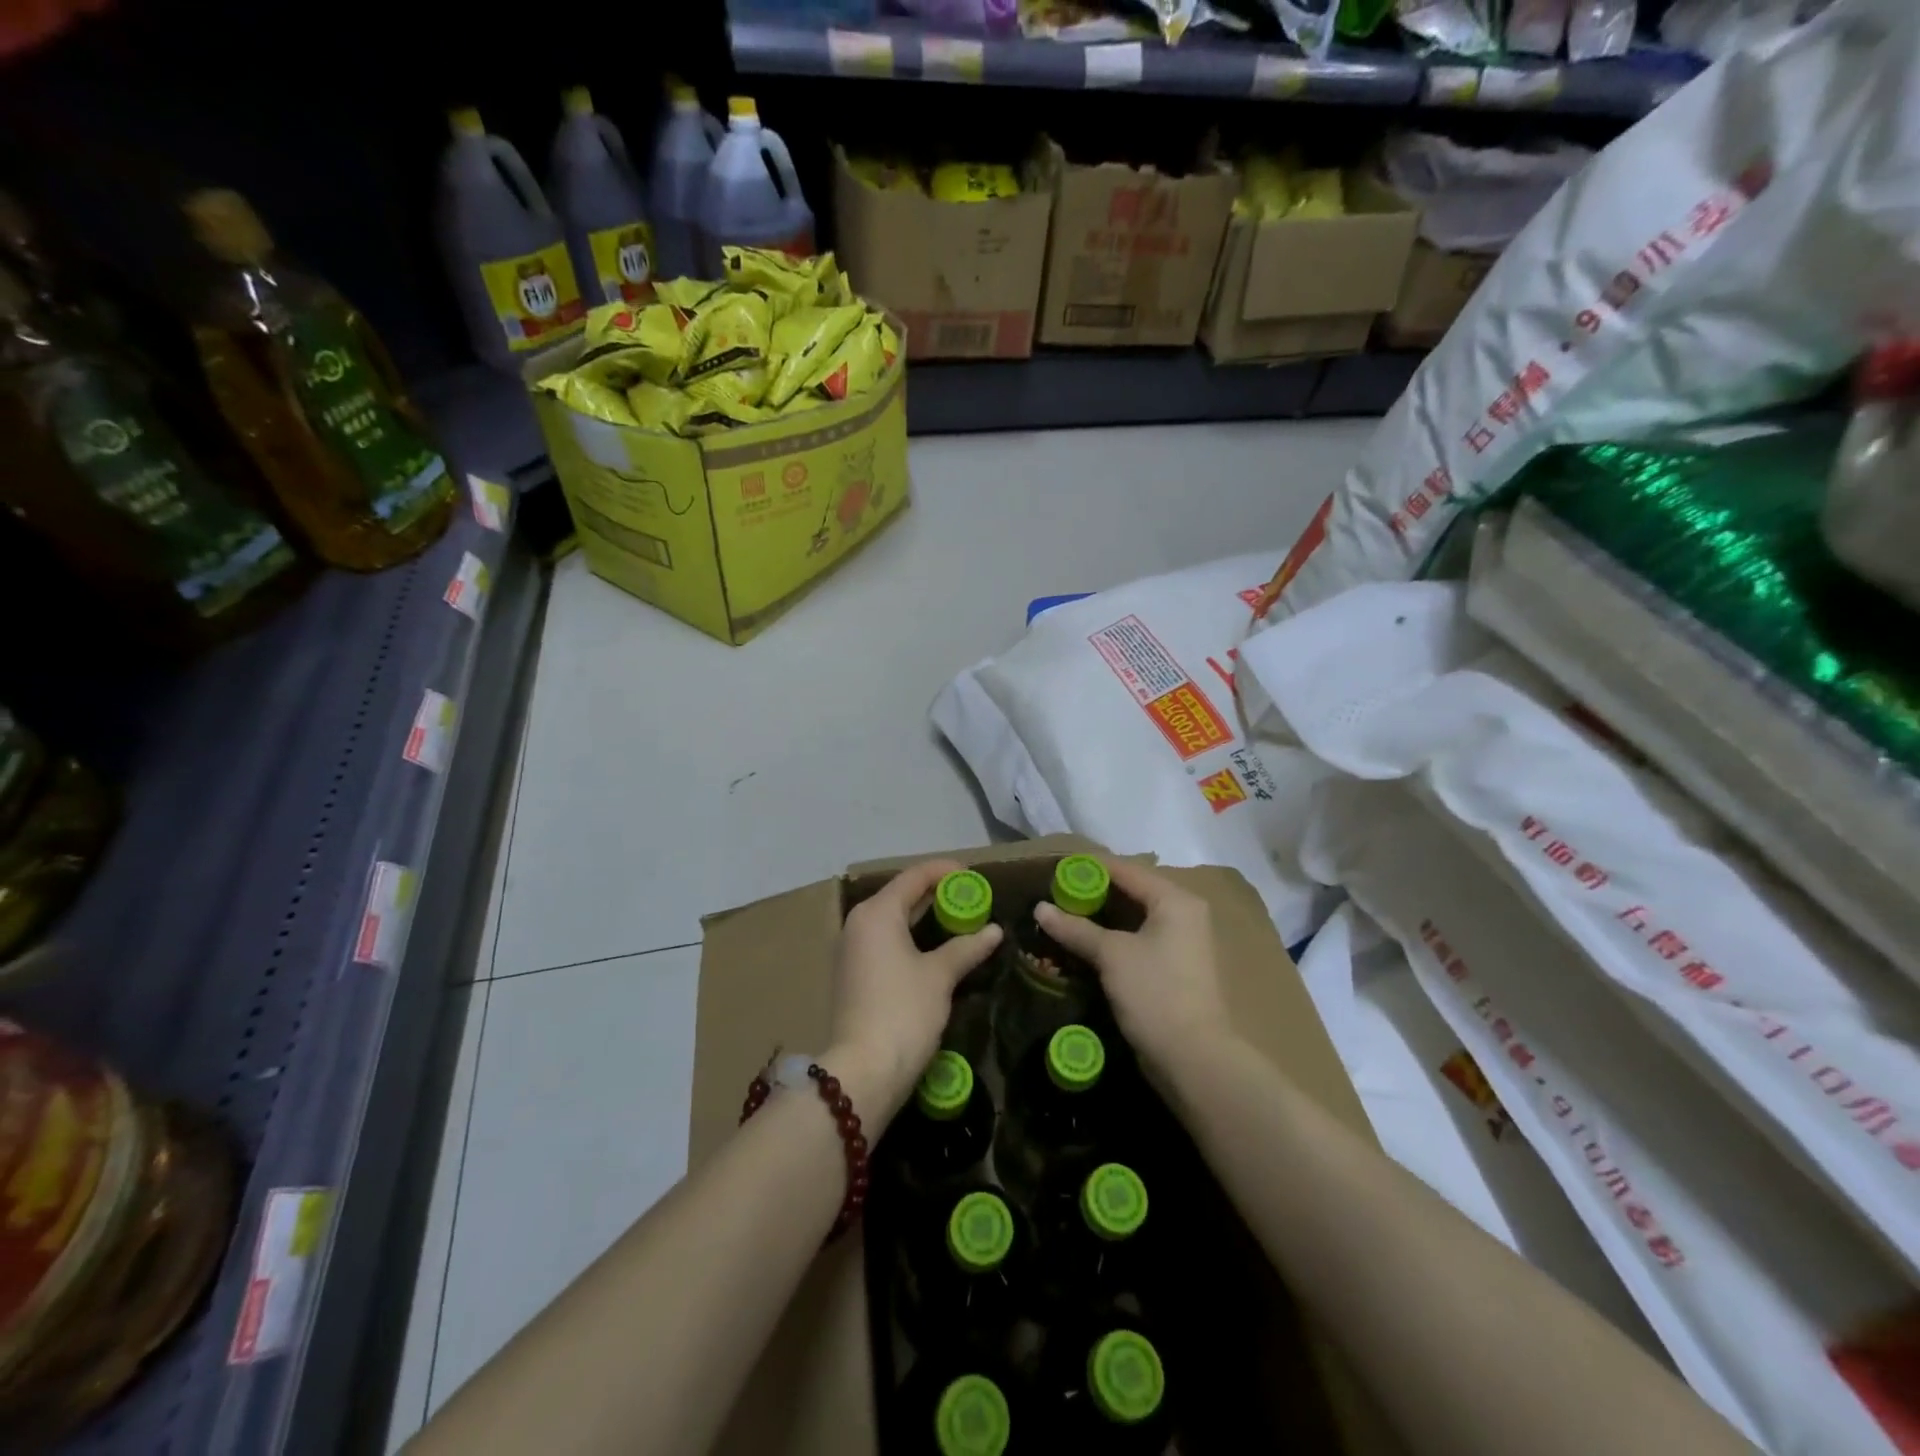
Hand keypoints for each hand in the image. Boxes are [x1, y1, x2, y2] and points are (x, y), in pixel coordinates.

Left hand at [827, 859, 1003, 1128]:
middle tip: (972, 898)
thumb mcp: (940, 976)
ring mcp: (852, 950)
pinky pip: (886, 941)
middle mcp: (859, 923)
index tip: (973, 874)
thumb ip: (966, 948)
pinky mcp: (853, 974)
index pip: (914, 877)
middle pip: (901, 895)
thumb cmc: (903, 1012)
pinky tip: (936, 949)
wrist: (864, 1071)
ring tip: (959, 921)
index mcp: (876, 913)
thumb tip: (994, 931)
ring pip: (893, 920)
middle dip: (936, 894)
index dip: (944, 871)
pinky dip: (911, 938)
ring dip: (924, 918)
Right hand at [1034, 857, 1232, 1078]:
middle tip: (1055, 894)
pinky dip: (1113, 938)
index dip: (1090, 868)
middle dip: (1093, 893)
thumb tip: (1040, 908)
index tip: (1055, 869)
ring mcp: (1181, 943)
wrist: (1193, 1059)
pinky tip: (1085, 944)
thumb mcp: (1111, 955)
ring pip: (1133, 918)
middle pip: (1131, 892)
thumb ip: (1075, 928)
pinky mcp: (1174, 968)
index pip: (1126, 870)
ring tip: (1064, 916)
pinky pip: (1138, 940)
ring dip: (1100, 918)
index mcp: (1175, 900)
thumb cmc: (1155, 993)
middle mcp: (1183, 914)